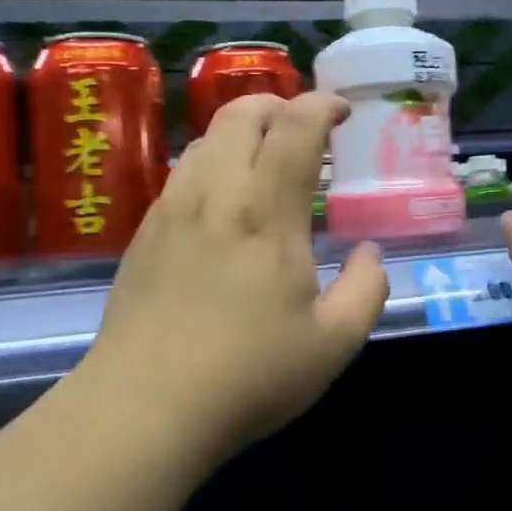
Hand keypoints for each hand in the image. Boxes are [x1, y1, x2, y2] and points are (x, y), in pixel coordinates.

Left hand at [82, 91, 387, 455]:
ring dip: (242, 130)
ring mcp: (172, 210)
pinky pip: (182, 172)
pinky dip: (212, 162)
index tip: (342, 111)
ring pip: (206, 138)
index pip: (295, 127)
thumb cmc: (248, 375)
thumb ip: (366, 289)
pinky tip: (223, 202)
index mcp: (266, 212)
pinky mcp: (144, 233)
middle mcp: (216, 194)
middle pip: (240, 113)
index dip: (322, 105)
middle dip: (278, 103)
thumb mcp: (334, 344)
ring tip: (265, 159)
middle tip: (303, 127)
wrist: (143, 407)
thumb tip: (368, 253)